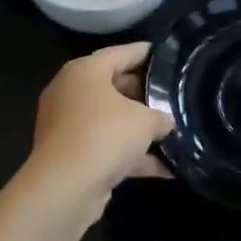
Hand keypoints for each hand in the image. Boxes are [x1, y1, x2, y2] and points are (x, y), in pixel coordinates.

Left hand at [22, 42, 173, 216]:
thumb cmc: (105, 135)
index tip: (170, 56)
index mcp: (85, 72)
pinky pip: (108, 147)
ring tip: (174, 130)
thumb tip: (166, 123)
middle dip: (146, 93)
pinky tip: (167, 168)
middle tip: (175, 96)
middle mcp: (72, 93)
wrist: (65, 187)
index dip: (147, 53)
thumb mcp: (145, 120)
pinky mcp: (72, 155)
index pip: (121, 53)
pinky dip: (132, 156)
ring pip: (111, 119)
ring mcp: (69, 125)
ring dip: (140, 128)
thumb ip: (161, 116)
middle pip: (115, 86)